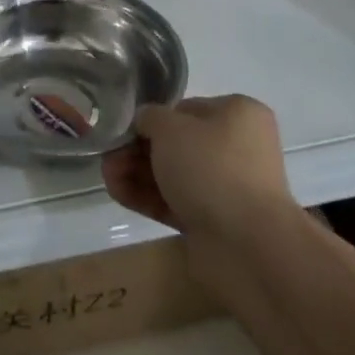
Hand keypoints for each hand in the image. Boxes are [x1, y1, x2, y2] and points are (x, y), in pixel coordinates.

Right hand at [102, 95, 294, 241]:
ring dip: (137, 173)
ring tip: (107, 177)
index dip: (153, 119)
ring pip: (173, 174)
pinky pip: (175, 201)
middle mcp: (237, 148)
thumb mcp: (170, 127)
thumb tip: (146, 123)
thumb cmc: (210, 167)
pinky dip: (147, 197)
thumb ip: (150, 117)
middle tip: (109, 157)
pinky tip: (117, 193)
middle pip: (177, 144)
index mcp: (238, 115)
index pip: (186, 110)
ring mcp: (226, 187)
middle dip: (137, 150)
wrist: (247, 245)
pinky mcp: (214, 221)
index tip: (125, 130)